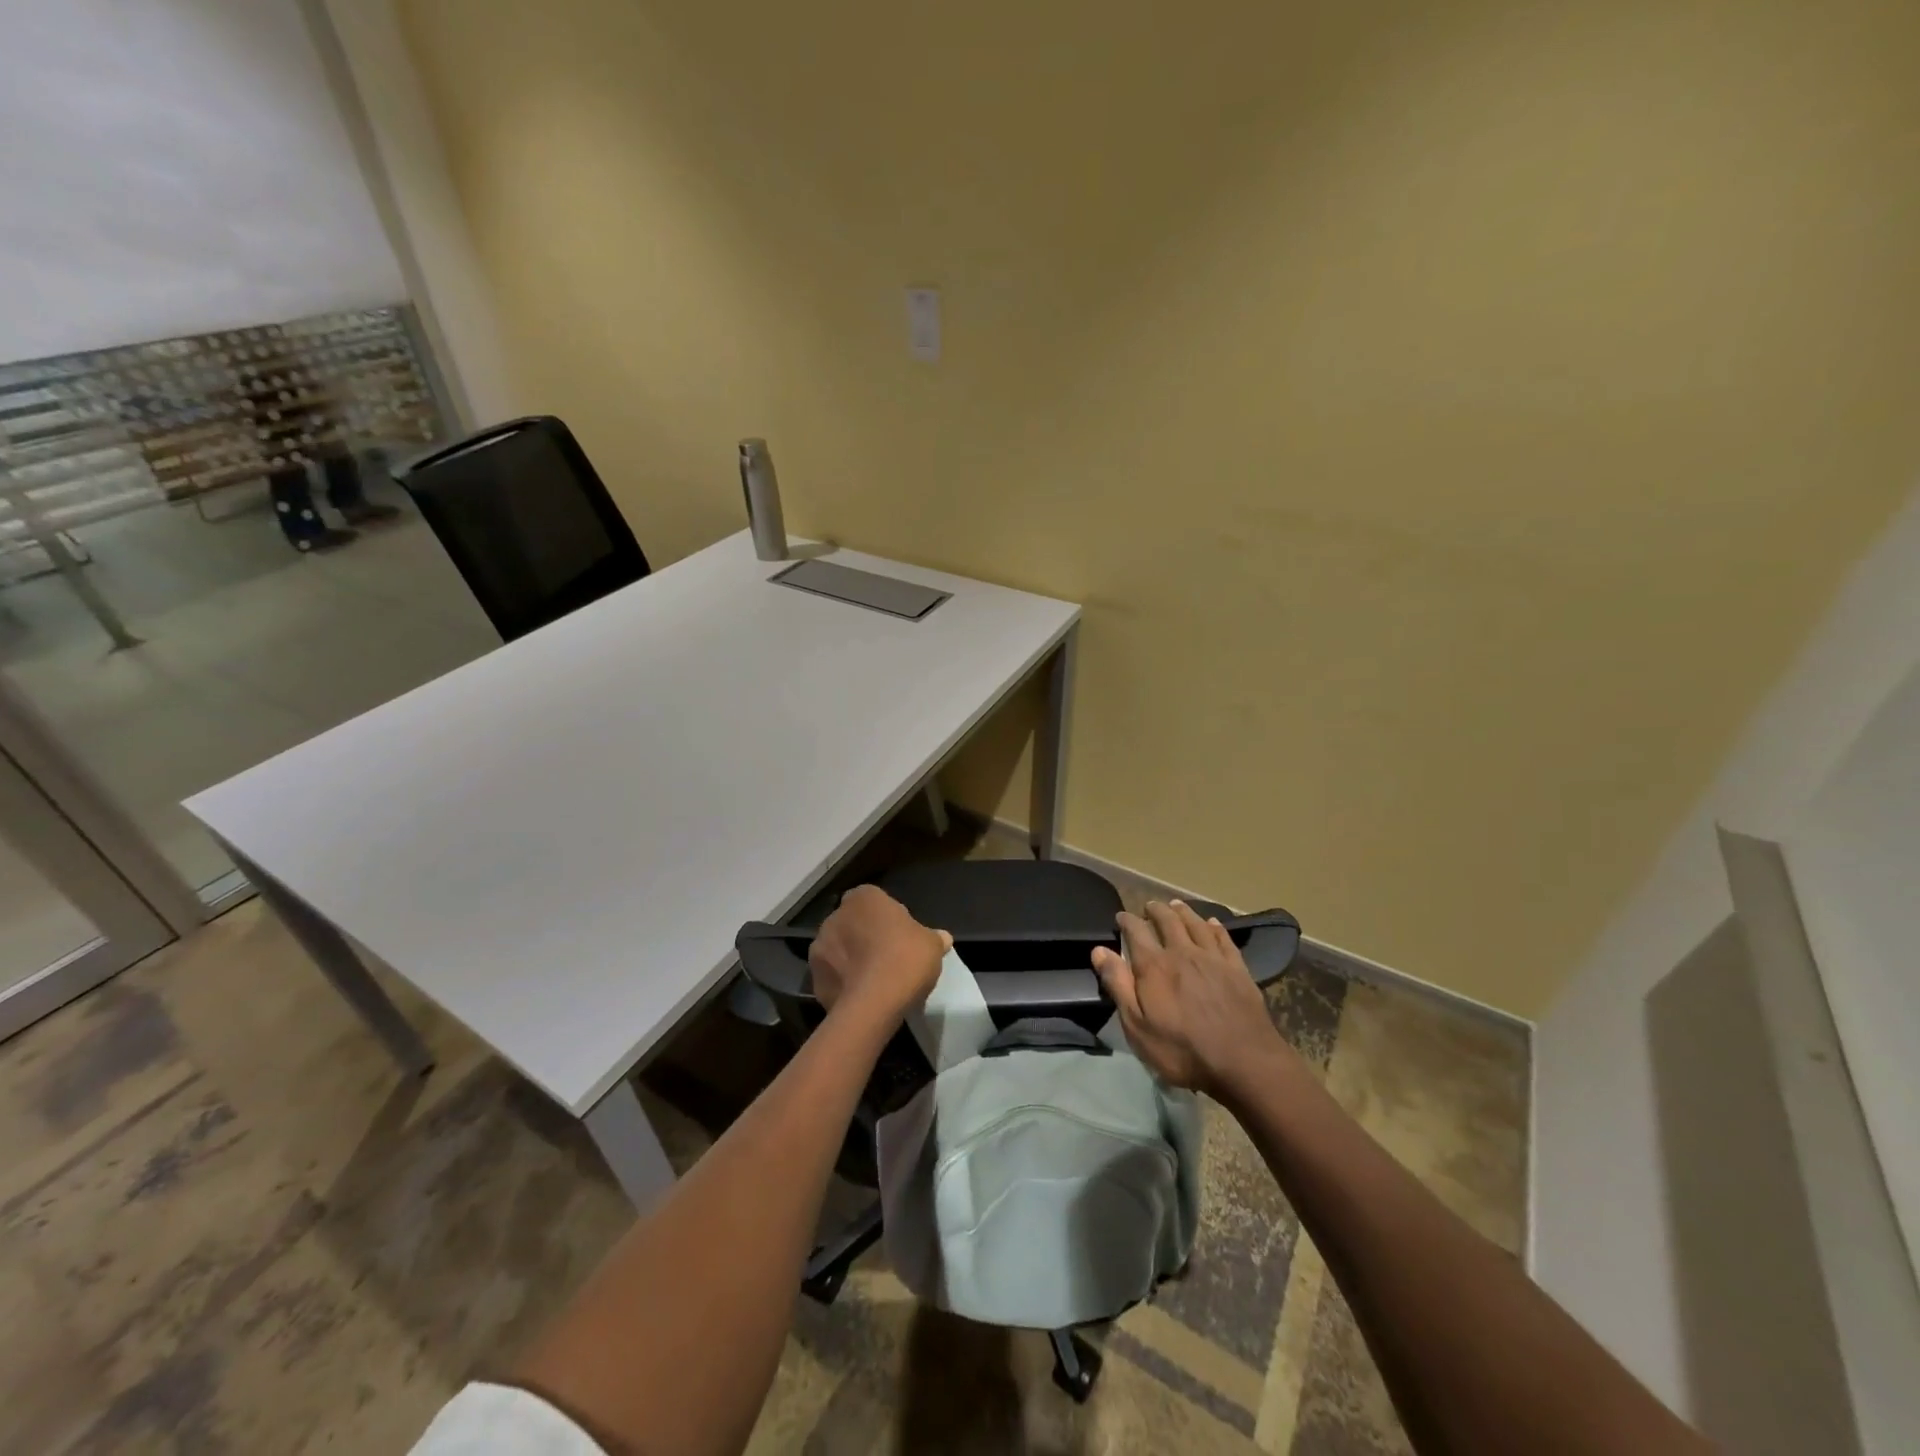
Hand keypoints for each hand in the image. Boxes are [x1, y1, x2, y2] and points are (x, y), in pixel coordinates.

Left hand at [810, 886, 951, 1025]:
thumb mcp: (932, 945)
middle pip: (853, 923)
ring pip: (839, 950)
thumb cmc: (905, 959)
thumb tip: (942, 938)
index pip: (873, 900)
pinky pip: (832, 976)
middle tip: (888, 958)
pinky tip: (861, 997)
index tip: (901, 936)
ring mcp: (820, 948)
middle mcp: (835, 917)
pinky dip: (843, 983)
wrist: (874, 1003)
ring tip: (873, 981)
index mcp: (863, 899)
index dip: (887, 917)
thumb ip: (934, 938)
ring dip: (851, 960)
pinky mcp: (814, 979)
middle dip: (865, 937)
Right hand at [1092, 899, 1290, 1095]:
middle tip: (1149, 906)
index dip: (1127, 921)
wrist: (1244, 1062)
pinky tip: (1212, 923)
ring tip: (1176, 905)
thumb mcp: (1137, 1026)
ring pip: (1195, 924)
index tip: (1121, 917)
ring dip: (1183, 912)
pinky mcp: (1238, 969)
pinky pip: (1223, 939)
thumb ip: (1118, 985)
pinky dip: (1215, 927)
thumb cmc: (1182, 1050)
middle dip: (1156, 910)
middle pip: (1167, 921)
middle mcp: (1182, 952)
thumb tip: (1099, 950)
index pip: (1136, 931)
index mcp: (1154, 966)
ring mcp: (1213, 958)